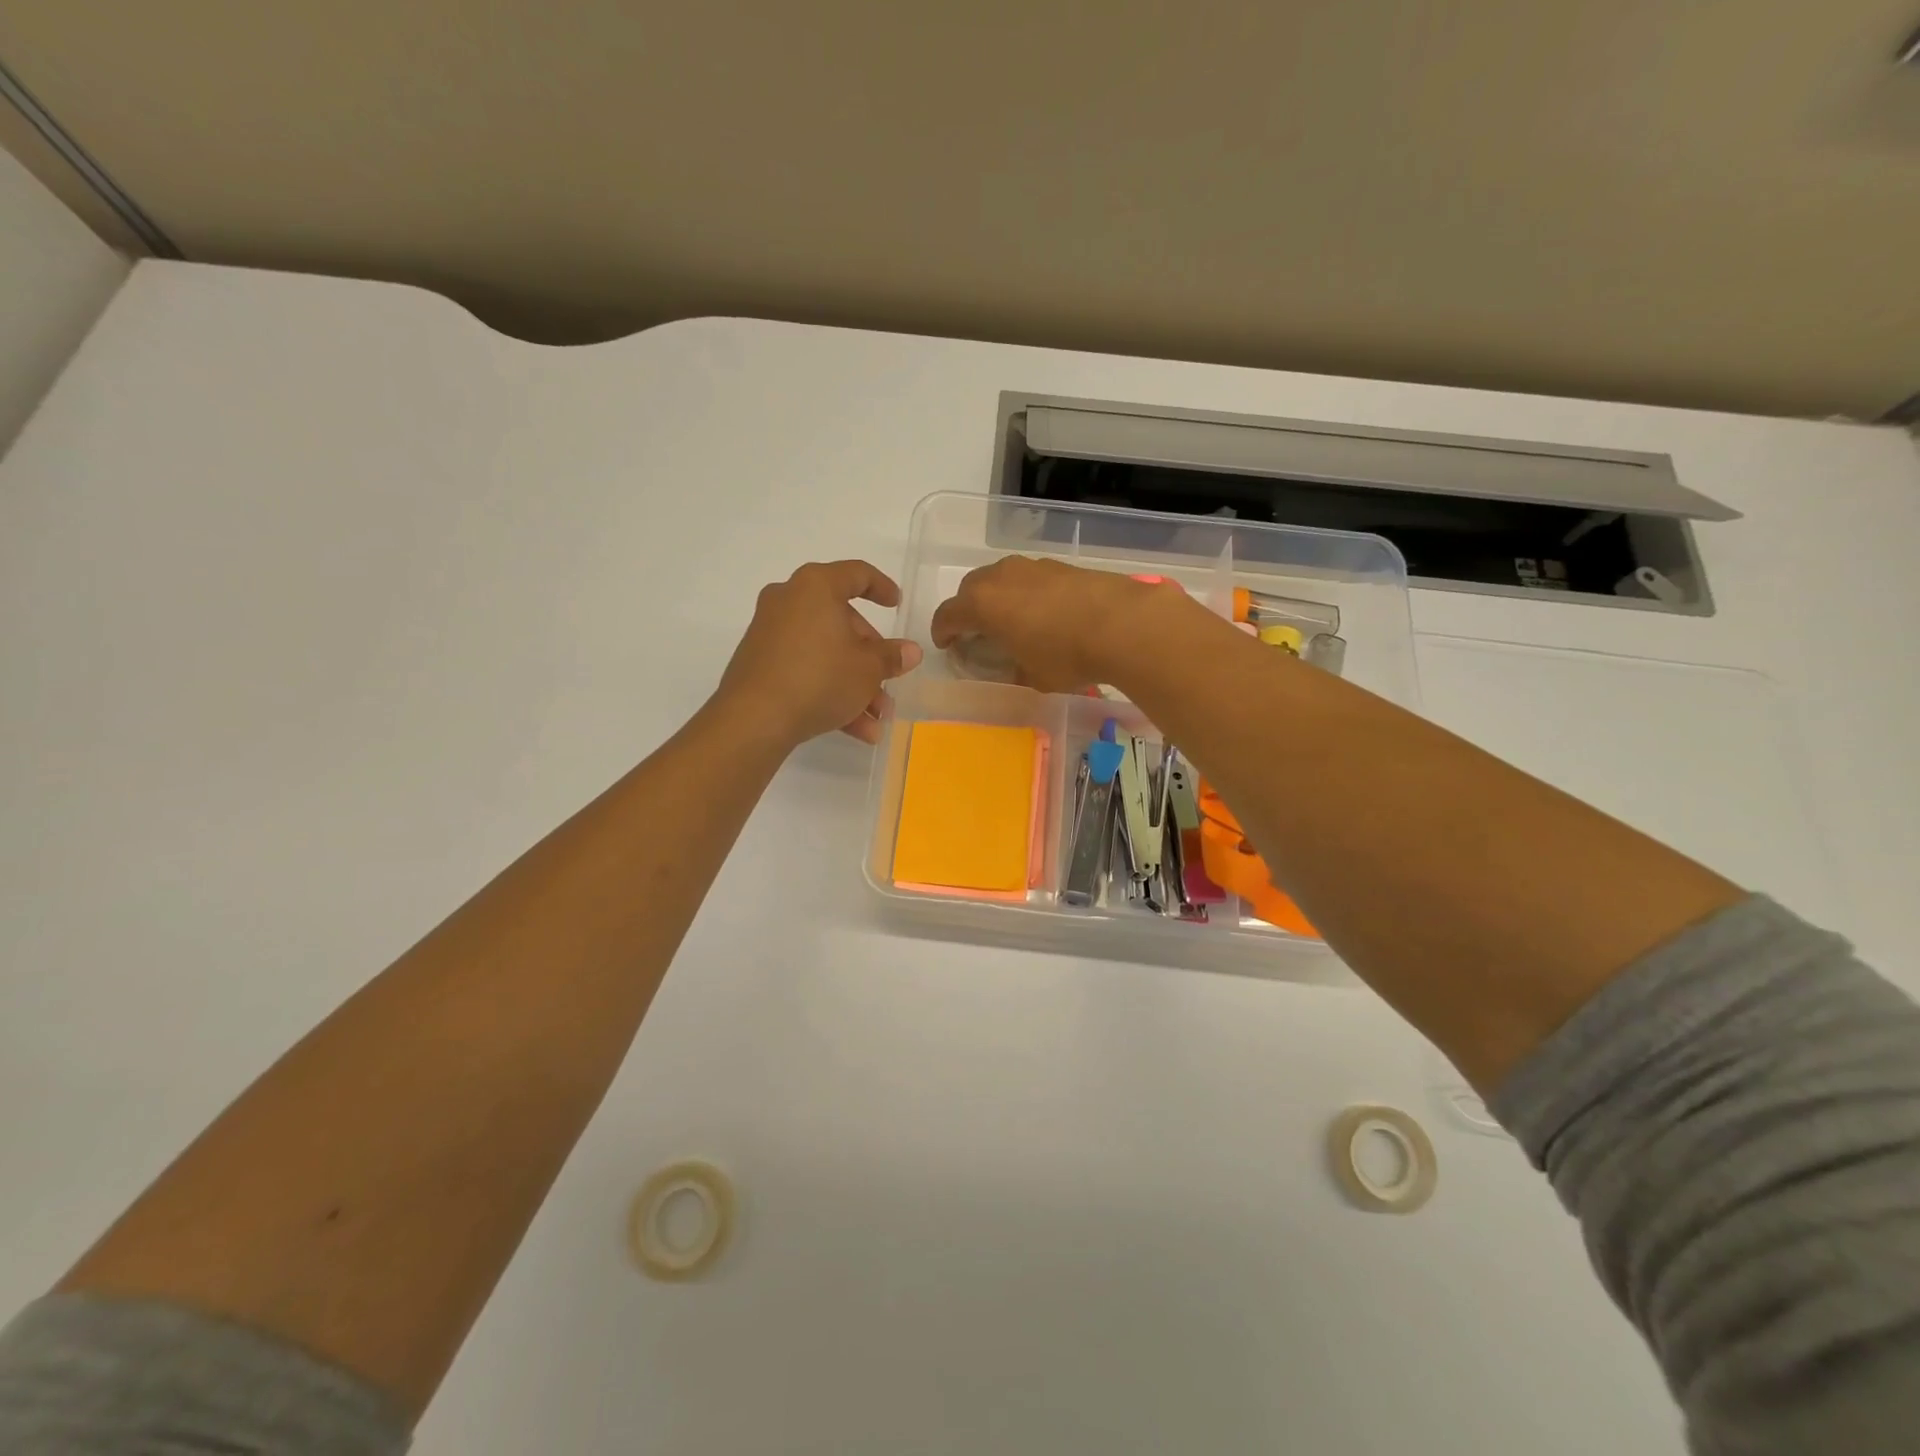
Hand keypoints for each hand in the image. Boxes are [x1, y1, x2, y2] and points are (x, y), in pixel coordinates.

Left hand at [713, 560, 923, 746]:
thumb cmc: (820, 677)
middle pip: (841, 621)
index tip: (897, 606)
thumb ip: (891, 656)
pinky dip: (829, 692)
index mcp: (816, 587)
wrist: (755, 718)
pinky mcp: (760, 663)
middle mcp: (789, 601)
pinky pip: (804, 670)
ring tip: (877, 718)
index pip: (856, 574)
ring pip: (825, 653)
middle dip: (870, 658)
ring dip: (855, 684)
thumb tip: (910, 651)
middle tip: (888, 680)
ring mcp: (770, 632)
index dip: (882, 588)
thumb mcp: (868, 669)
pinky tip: (856, 730)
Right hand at [929, 557, 1185, 691]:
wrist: (1123, 624)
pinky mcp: (1060, 565)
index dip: (943, 632)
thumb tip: (1014, 666)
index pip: (948, 615)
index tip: (947, 645)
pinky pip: (1029, 577)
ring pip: (1001, 578)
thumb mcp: (1032, 676)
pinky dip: (1025, 593)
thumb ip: (1013, 668)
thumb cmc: (1066, 656)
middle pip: (971, 588)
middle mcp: (1000, 577)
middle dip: (968, 609)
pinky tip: (1042, 612)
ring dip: (997, 597)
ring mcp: (1032, 567)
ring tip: (1010, 620)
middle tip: (976, 631)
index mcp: (982, 604)